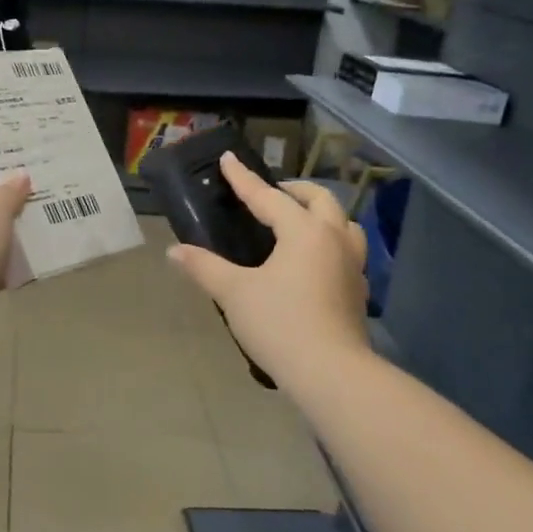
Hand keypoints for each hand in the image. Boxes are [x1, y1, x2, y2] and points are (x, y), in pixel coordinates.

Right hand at [166, 153, 370, 387]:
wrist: (331, 373)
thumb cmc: (280, 323)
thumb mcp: (234, 293)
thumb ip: (204, 267)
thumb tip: (174, 251)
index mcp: (304, 231)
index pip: (268, 196)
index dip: (244, 179)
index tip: (228, 159)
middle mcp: (334, 239)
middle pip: (319, 200)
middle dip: (293, 190)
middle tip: (270, 193)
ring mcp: (352, 265)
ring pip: (343, 224)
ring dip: (321, 214)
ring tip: (299, 222)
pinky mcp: (358, 291)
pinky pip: (347, 251)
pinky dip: (329, 243)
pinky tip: (314, 262)